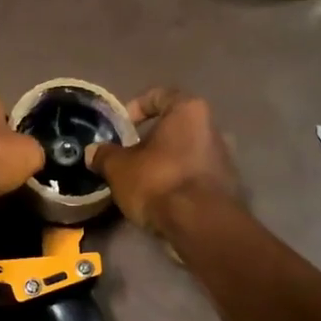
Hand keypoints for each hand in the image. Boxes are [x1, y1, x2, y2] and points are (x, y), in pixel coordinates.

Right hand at [87, 88, 240, 231]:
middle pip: (175, 126)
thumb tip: (93, 152)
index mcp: (189, 111)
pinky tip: (161, 199)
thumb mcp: (119, 168)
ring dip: (164, 163)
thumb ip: (105, 155)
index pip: (159, 95)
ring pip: (186, 152)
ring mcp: (224, 158)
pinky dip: (178, 182)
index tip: (121, 128)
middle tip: (128, 158)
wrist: (201, 225)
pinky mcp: (227, 186)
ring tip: (141, 181)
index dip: (136, 107)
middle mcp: (213, 127)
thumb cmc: (158, 182)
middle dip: (150, 140)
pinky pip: (195, 176)